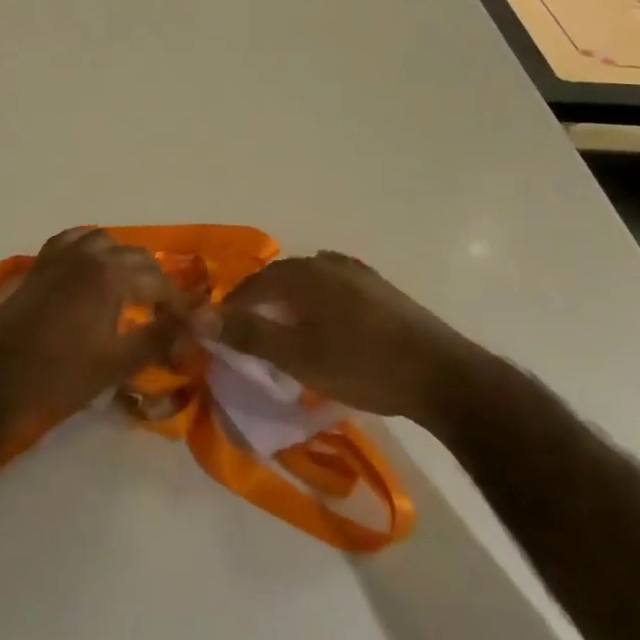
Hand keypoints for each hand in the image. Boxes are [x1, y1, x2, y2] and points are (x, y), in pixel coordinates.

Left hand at [0, 228, 195, 424]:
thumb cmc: (59, 378)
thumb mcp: (118, 363)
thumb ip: (161, 337)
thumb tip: (198, 323)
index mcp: (110, 275)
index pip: (159, 282)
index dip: (178, 305)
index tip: (188, 329)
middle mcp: (87, 255)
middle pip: (135, 257)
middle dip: (155, 281)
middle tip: (164, 314)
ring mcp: (58, 258)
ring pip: (103, 242)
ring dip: (123, 260)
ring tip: (131, 291)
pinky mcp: (37, 267)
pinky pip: (70, 242)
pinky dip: (88, 249)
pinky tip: (91, 272)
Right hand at [205, 251, 481, 418]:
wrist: (442, 376)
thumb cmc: (363, 365)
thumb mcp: (297, 355)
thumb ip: (248, 333)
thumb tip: (197, 314)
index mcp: (305, 273)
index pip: (253, 284)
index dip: (233, 307)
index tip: (221, 334)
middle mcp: (328, 263)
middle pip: (281, 278)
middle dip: (261, 303)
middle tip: (250, 336)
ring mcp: (359, 274)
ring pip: (309, 283)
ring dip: (290, 303)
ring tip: (285, 333)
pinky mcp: (381, 290)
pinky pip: (334, 289)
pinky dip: (318, 304)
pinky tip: (326, 326)